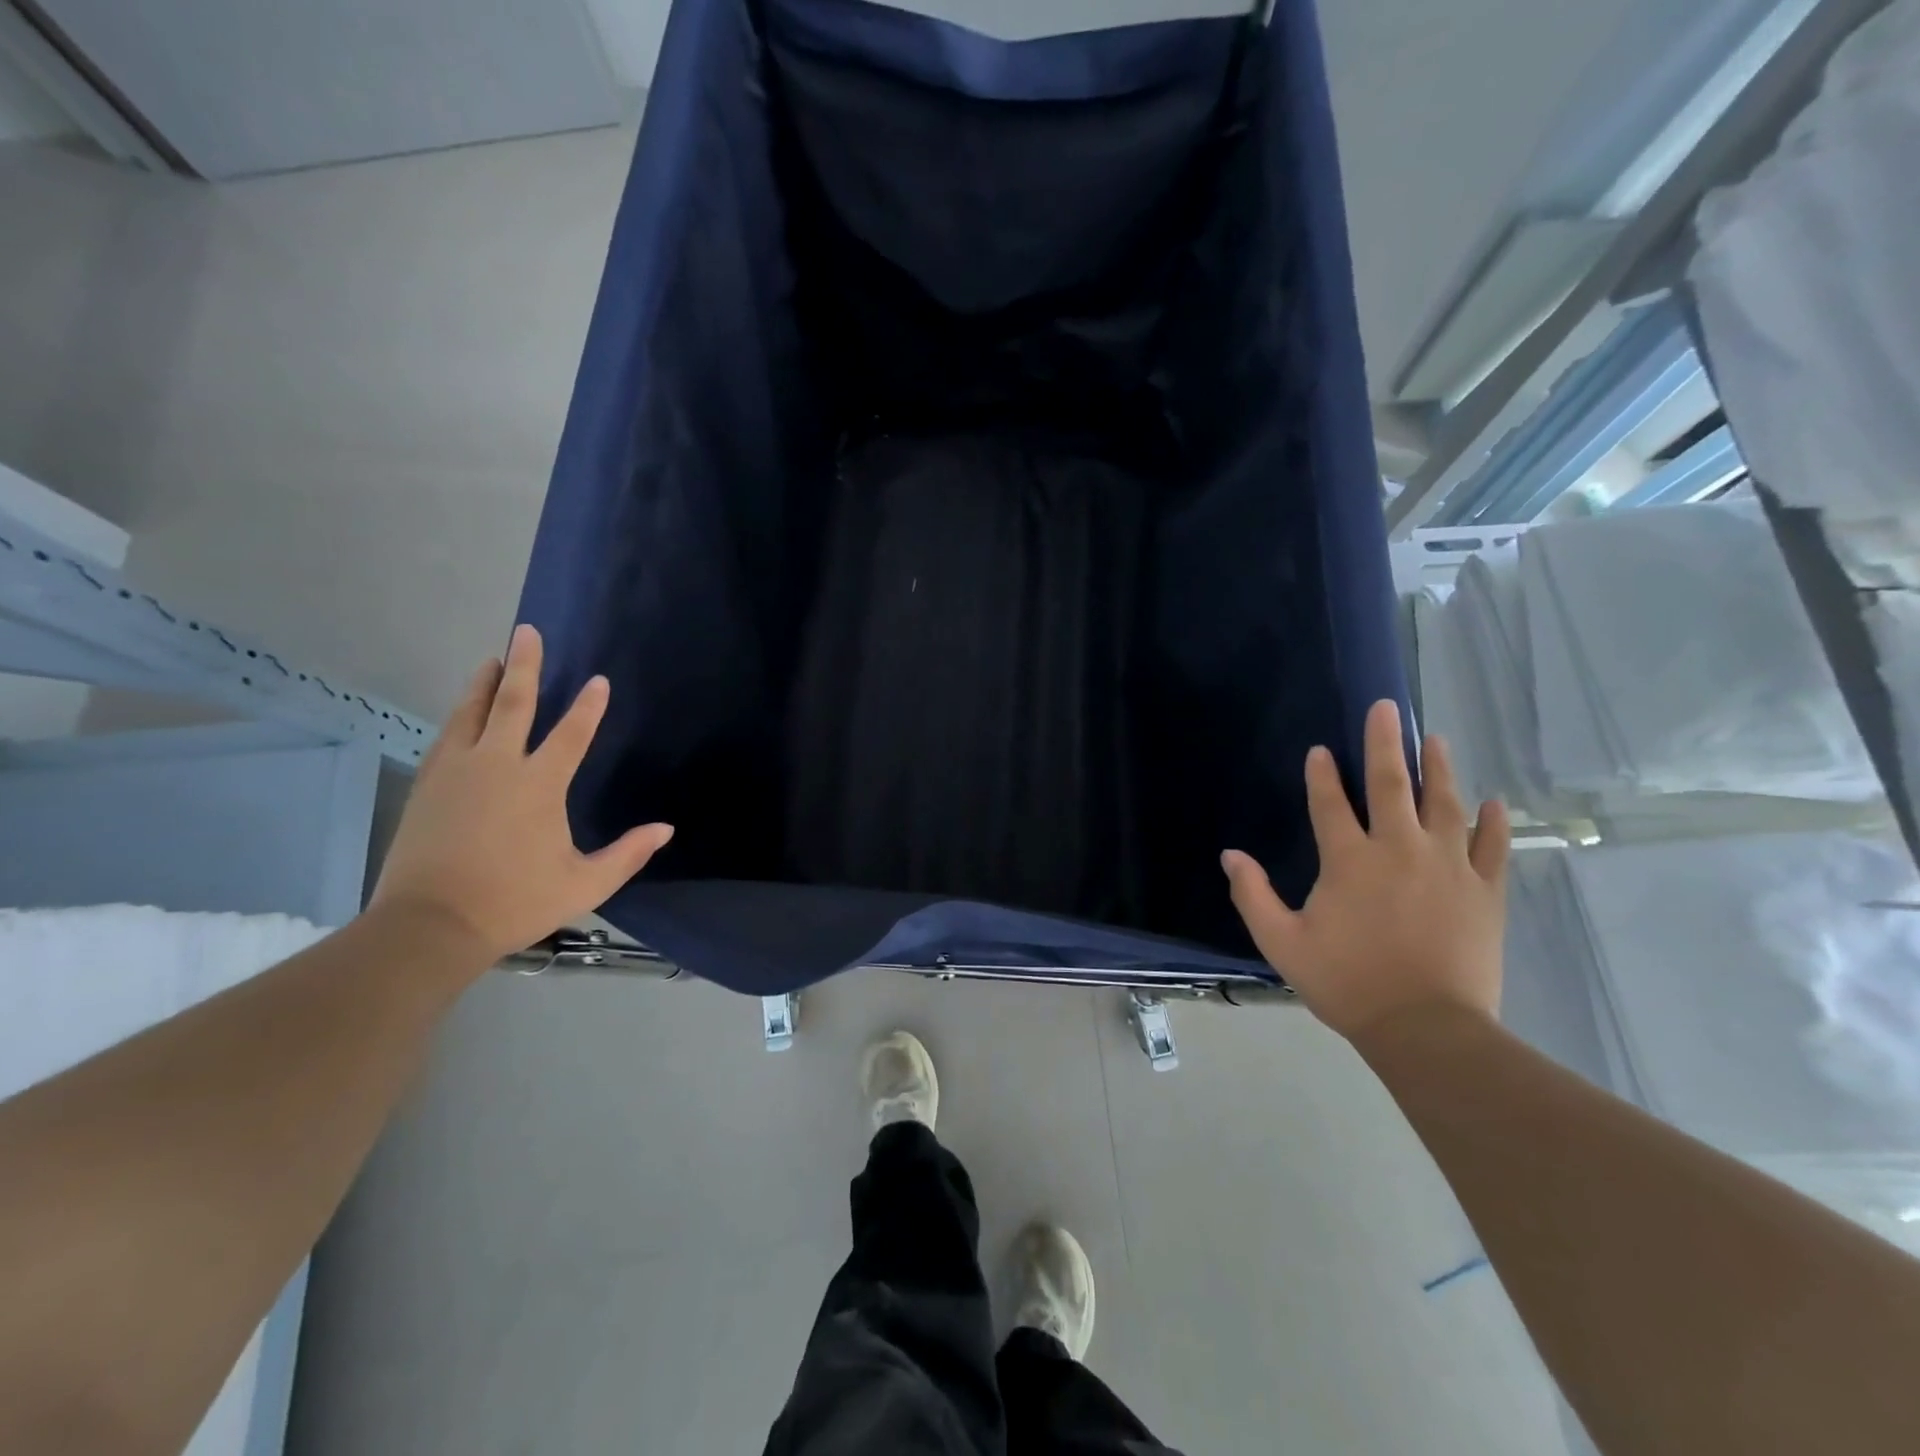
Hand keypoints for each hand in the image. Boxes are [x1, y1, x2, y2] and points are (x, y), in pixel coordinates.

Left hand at [371, 624, 672, 964]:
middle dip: (525, 667)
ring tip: (493, 659)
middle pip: (513, 705)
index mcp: (539, 785)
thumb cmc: (515, 901)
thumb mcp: (585, 884)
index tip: (599, 680)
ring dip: (485, 683)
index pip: (571, 734)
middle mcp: (498, 766)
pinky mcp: (428, 785)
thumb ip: (628, 853)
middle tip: (527, 632)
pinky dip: (459, 716)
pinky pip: (447, 737)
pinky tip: (461, 712)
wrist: (429, 925)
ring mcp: (457, 772)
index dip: (589, 707)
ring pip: (471, 713)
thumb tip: (666, 829)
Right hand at [1222, 699, 1509, 1042]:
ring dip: (1438, 768)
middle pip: (1391, 784)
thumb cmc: (1346, 982)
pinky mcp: (1484, 891)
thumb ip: (1253, 895)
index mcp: (1349, 860)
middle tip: (1387, 708)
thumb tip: (1230, 855)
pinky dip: (1493, 822)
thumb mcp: (1282, 942)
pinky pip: (1492, 846)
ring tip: (1435, 739)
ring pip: (1445, 803)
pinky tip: (1493, 802)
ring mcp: (1448, 866)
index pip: (1330, 803)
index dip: (1321, 775)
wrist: (1425, 1028)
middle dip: (1385, 743)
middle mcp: (1399, 849)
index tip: (1320, 750)